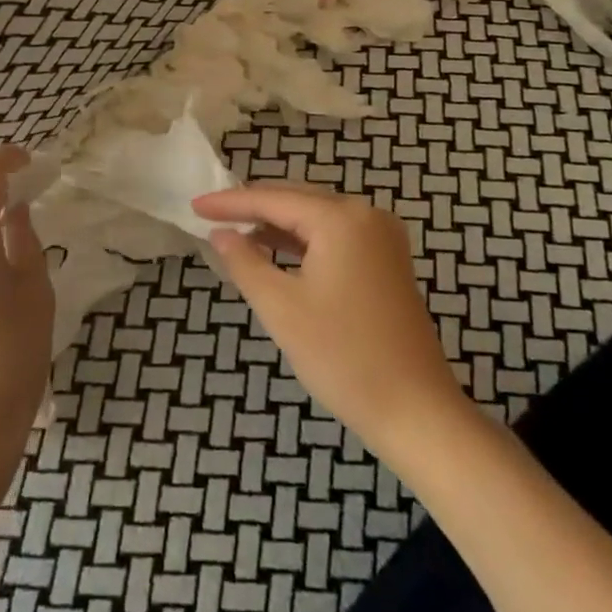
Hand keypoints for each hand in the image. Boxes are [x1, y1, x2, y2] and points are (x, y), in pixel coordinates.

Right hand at [193, 183, 463, 461]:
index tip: (194, 205)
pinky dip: (303, 242)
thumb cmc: (343, 357)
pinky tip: (277, 253)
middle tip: (211, 216)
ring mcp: (382, 237)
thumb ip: (245, 262)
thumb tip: (220, 234)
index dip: (230, 202)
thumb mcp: (281, 308)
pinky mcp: (388, 261)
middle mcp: (366, 215)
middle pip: (297, 200)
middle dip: (253, 208)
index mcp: (341, 219)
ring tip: (236, 235)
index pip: (273, 200)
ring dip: (277, 225)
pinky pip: (335, 236)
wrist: (416, 411)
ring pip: (316, 217)